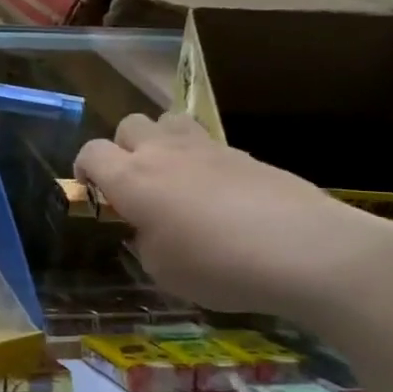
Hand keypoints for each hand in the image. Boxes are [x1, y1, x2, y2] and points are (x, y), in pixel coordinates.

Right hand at [74, 111, 392, 320]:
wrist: (307, 250)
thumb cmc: (219, 266)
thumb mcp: (162, 270)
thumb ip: (144, 241)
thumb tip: (148, 229)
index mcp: (132, 179)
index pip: (91, 151)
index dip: (85, 169)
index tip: (95, 193)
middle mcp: (163, 153)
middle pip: (128, 124)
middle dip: (123, 148)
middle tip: (136, 183)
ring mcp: (207, 148)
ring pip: (168, 121)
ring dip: (162, 141)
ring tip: (174, 175)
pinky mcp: (245, 154)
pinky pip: (209, 144)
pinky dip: (203, 161)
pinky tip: (220, 195)